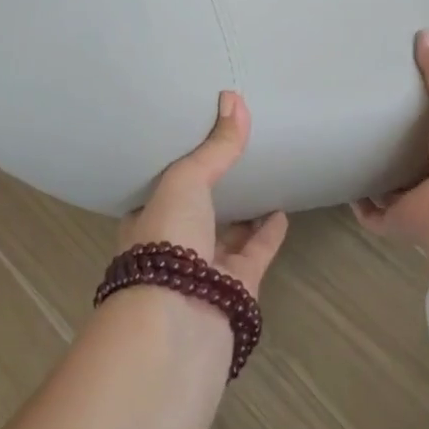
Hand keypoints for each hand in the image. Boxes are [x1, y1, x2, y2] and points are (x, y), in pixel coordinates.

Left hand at [119, 91, 289, 298]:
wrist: (177, 328)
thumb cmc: (167, 242)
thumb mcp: (185, 182)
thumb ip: (214, 148)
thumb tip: (234, 99)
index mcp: (146, 219)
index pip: (162, 187)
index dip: (179, 164)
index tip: (197, 138)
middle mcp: (171, 245)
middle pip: (195, 210)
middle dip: (212, 187)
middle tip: (237, 154)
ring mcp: (204, 271)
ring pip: (226, 233)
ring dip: (242, 211)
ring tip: (263, 177)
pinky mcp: (237, 290)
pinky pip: (255, 253)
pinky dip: (267, 234)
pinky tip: (282, 211)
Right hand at [353, 32, 428, 272]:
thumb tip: (426, 33)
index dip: (426, 118)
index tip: (403, 96)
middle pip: (412, 161)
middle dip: (394, 146)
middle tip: (368, 119)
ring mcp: (418, 203)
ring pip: (392, 188)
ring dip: (375, 174)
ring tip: (350, 147)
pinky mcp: (396, 222)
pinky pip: (372, 213)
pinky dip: (359, 202)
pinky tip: (343, 181)